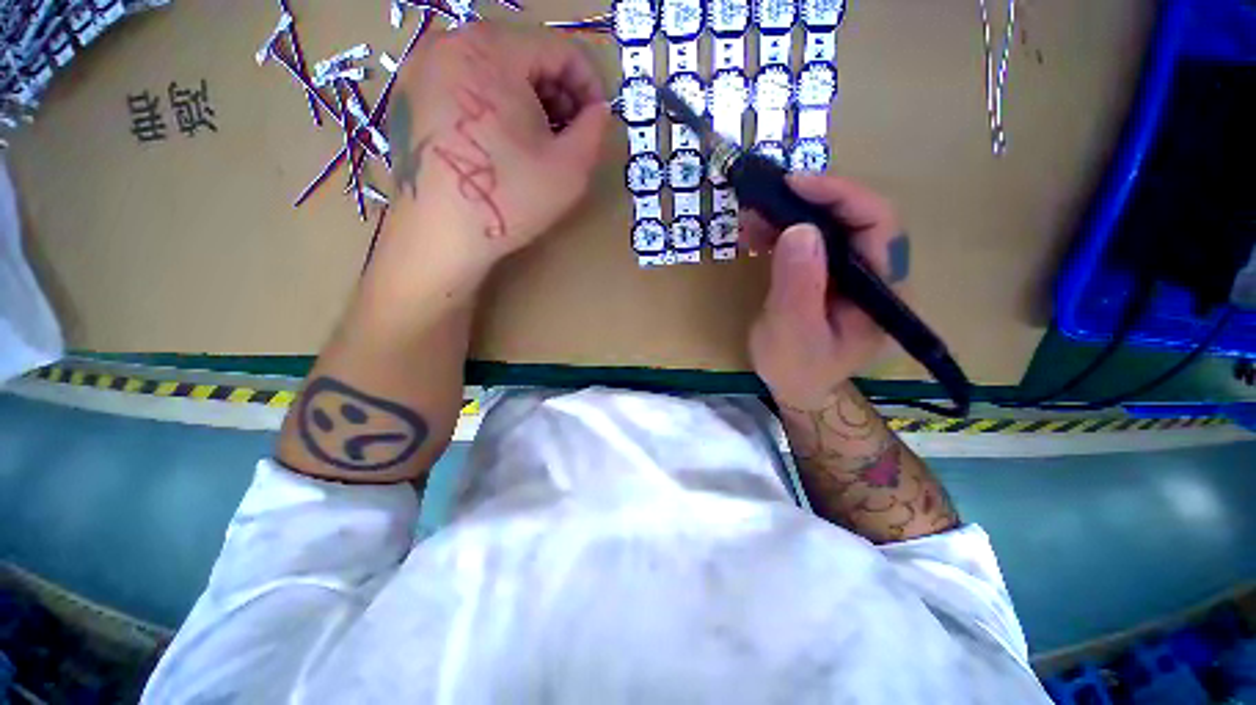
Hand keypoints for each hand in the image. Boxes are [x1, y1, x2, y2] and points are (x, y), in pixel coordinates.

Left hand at [383, 23, 609, 279]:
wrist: (440, 237)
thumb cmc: (509, 200)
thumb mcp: (570, 169)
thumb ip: (595, 131)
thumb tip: (599, 111)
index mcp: (493, 50)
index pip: (560, 48)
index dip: (590, 85)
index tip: (597, 122)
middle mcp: (451, 43)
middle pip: (526, 53)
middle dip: (559, 94)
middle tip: (570, 137)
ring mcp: (424, 67)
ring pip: (497, 69)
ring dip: (530, 101)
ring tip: (540, 145)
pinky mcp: (411, 95)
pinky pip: (468, 85)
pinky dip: (497, 106)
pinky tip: (505, 145)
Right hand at [744, 174, 908, 409]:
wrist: (797, 387)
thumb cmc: (797, 368)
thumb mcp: (792, 333)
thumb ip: (798, 286)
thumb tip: (799, 229)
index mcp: (882, 291)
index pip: (878, 226)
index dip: (841, 196)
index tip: (794, 184)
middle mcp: (875, 274)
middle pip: (855, 218)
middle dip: (810, 201)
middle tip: (767, 194)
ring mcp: (852, 273)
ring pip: (831, 225)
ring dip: (791, 213)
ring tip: (753, 213)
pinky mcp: (828, 274)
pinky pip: (811, 241)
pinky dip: (782, 230)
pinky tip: (756, 231)